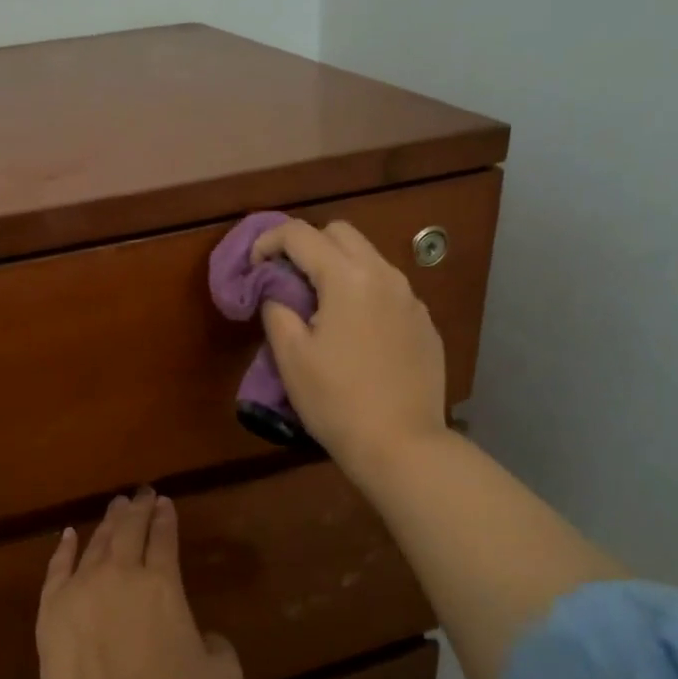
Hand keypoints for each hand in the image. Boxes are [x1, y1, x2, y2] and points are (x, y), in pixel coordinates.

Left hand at [20, 489, 243, 678]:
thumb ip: (220, 649)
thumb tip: (206, 637)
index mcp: (163, 585)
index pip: (165, 538)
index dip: (165, 518)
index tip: (164, 501)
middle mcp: (123, 574)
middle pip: (130, 530)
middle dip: (138, 508)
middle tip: (140, 493)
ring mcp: (83, 587)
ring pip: (97, 542)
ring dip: (108, 522)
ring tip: (115, 507)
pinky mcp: (51, 608)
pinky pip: (57, 567)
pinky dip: (64, 548)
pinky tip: (68, 535)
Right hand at [251, 219, 450, 487]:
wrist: (402, 445)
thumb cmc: (336, 400)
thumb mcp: (291, 356)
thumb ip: (276, 308)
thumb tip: (275, 290)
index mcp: (347, 277)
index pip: (300, 234)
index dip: (268, 241)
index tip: (253, 265)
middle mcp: (385, 275)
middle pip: (340, 233)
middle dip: (307, 245)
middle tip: (286, 279)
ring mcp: (411, 299)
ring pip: (369, 259)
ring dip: (337, 267)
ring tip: (319, 307)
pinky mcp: (425, 324)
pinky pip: (388, 290)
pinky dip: (363, 294)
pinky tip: (354, 333)